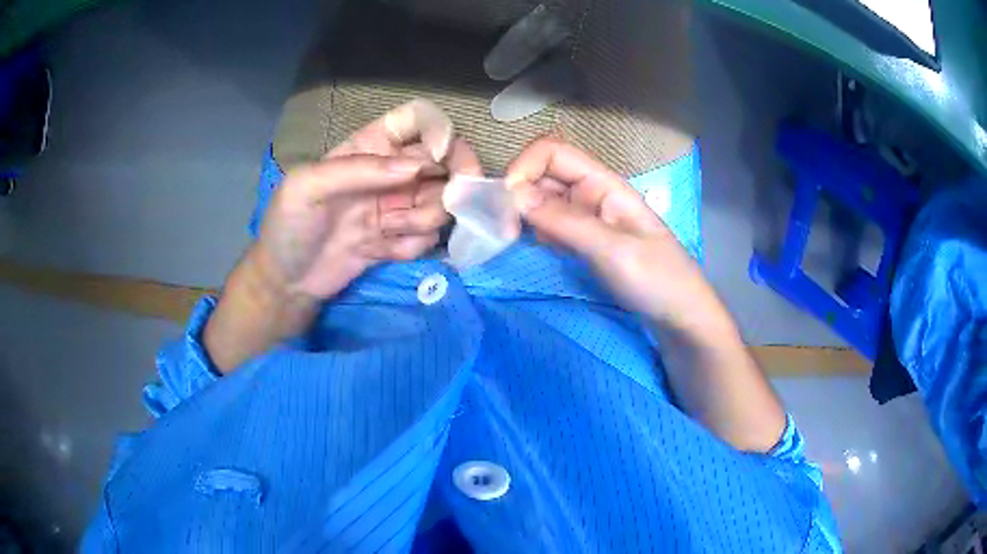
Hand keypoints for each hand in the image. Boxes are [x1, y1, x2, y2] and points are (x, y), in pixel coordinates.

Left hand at [206, 100, 481, 371]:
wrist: (287, 283)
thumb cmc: (288, 226)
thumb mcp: (307, 186)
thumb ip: (359, 169)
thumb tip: (416, 168)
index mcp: (368, 146)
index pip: (417, 122)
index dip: (438, 131)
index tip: (440, 155)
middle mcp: (390, 171)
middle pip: (443, 160)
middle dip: (453, 178)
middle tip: (453, 199)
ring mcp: (397, 206)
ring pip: (441, 201)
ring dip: (425, 217)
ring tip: (388, 230)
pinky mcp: (400, 239)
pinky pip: (427, 237)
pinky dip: (412, 245)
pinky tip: (381, 252)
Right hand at [504, 137, 705, 329]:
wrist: (680, 316)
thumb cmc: (657, 280)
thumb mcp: (613, 250)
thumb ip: (565, 221)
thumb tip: (514, 194)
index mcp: (605, 184)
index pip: (554, 153)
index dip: (525, 167)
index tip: (507, 202)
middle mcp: (593, 194)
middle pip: (544, 174)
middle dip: (519, 193)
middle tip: (505, 229)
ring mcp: (589, 218)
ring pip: (544, 200)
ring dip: (526, 214)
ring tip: (523, 241)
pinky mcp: (585, 240)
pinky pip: (552, 224)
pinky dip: (540, 232)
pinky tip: (548, 250)